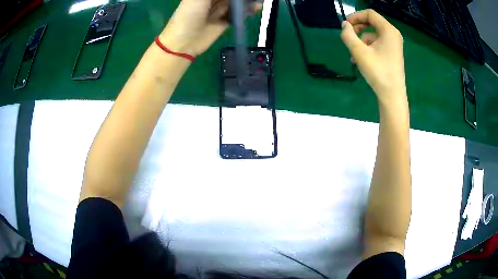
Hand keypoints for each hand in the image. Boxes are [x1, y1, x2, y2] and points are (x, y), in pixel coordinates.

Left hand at [160, 0, 261, 56]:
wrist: (184, 42)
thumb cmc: (188, 15)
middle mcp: (213, 0)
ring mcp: (219, 10)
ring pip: (237, 3)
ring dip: (248, 2)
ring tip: (259, 1)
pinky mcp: (225, 21)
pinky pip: (238, 14)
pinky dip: (248, 11)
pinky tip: (257, 8)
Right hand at [340, 9, 405, 103]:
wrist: (392, 95)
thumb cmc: (378, 72)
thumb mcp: (359, 52)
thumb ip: (348, 35)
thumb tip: (344, 25)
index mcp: (388, 30)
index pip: (370, 14)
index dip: (355, 16)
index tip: (345, 25)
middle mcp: (393, 34)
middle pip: (371, 23)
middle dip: (358, 28)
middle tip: (348, 37)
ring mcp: (393, 44)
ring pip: (373, 34)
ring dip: (361, 41)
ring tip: (353, 55)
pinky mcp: (392, 53)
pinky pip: (377, 43)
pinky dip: (367, 47)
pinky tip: (360, 59)